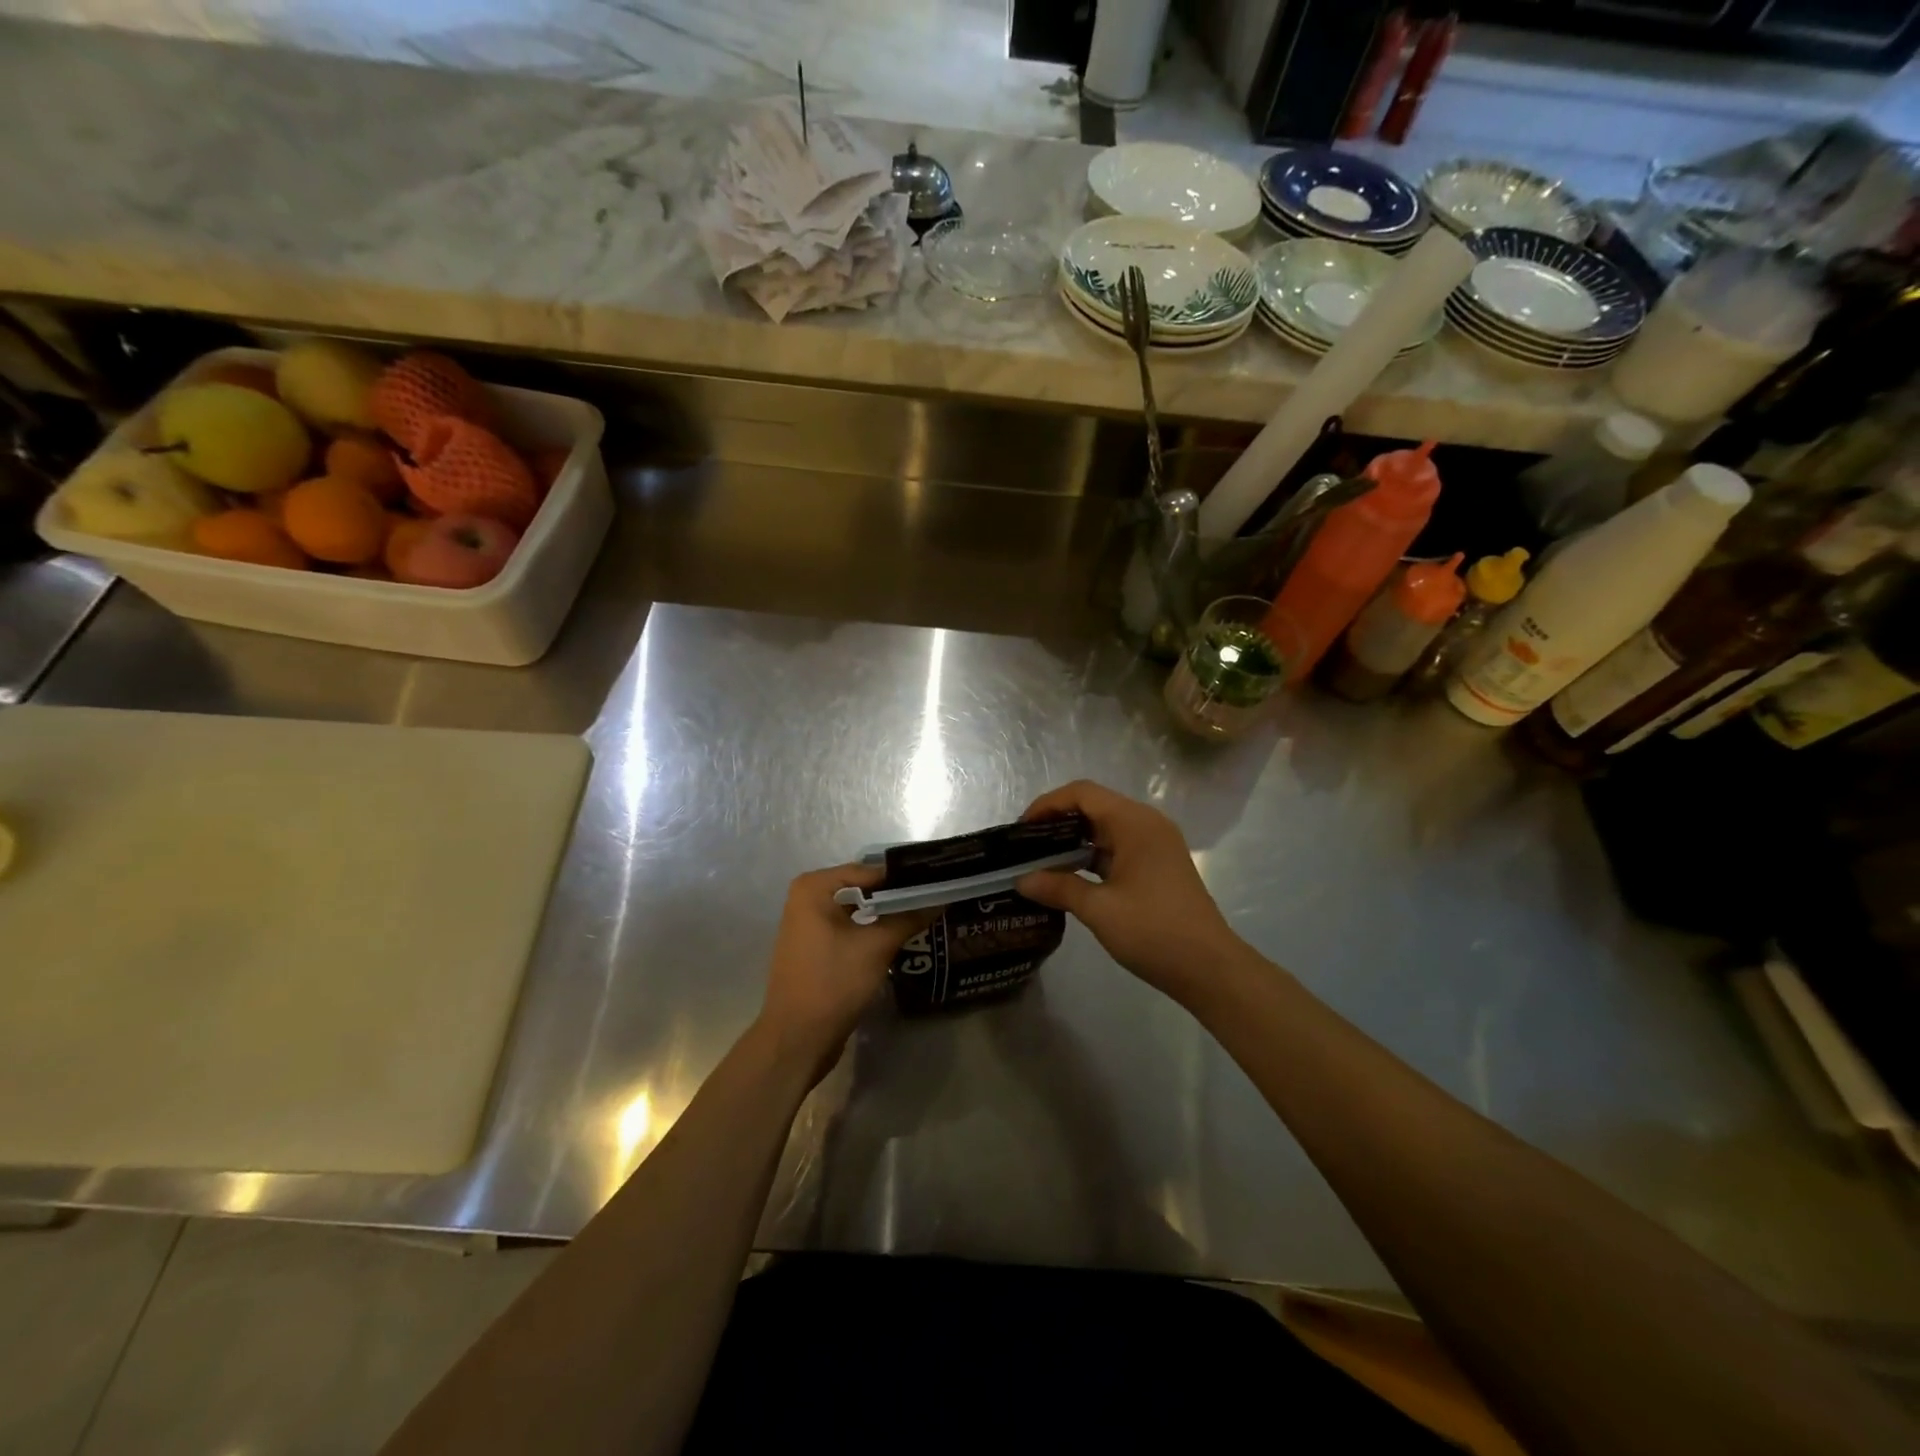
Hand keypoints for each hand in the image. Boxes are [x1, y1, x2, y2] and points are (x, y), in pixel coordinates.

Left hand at [756, 865, 930, 1085]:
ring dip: (886, 915)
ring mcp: (808, 925)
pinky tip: (900, 937)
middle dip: (896, 896)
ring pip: (857, 911)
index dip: (903, 878)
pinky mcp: (815, 948)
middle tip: (935, 898)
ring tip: (924, 915)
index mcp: (814, 888)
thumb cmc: (833, 982)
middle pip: (862, 889)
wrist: (797, 1039)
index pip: (869, 871)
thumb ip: (908, 918)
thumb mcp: (877, 947)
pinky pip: (849, 929)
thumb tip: (940, 899)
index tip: (937, 881)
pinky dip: (872, 931)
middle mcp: (806, 899)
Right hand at [1016, 780, 1244, 1003]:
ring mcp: (1156, 845)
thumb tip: (1022, 880)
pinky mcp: (1158, 866)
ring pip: (1106, 829)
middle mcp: (1147, 824)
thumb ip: (1058, 887)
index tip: (1021, 829)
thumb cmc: (1153, 931)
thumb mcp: (1099, 909)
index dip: (1048, 804)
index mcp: (1134, 822)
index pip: (1083, 793)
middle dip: (1057, 822)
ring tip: (1040, 862)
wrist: (1210, 968)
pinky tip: (1069, 877)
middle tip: (1025, 847)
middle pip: (1094, 807)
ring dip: (1074, 841)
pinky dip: (1092, 857)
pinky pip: (1118, 848)